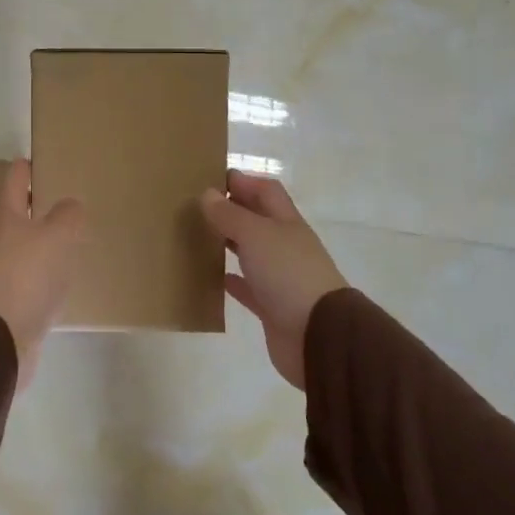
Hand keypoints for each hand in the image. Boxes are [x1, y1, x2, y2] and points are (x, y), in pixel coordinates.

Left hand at [0, 159, 83, 386]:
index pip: (11, 179)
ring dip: (3, 238)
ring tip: (31, 242)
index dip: (23, 169)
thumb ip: (67, 216)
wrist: (2, 334)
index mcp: (2, 215)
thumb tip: (70, 205)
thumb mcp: (59, 238)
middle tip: (27, 206)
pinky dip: (12, 270)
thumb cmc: (28, 275)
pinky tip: (34, 278)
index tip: (34, 164)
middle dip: (0, 202)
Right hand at [199, 172, 345, 390]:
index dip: (242, 181)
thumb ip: (230, 215)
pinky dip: (231, 280)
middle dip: (232, 210)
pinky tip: (212, 278)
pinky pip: (248, 288)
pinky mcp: (272, 307)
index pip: (266, 191)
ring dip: (229, 243)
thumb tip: (207, 193)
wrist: (318, 336)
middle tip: (196, 207)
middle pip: (257, 219)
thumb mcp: (256, 235)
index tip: (209, 178)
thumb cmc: (288, 274)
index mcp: (287, 222)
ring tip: (198, 237)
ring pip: (251, 252)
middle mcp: (285, 245)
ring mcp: (280, 277)